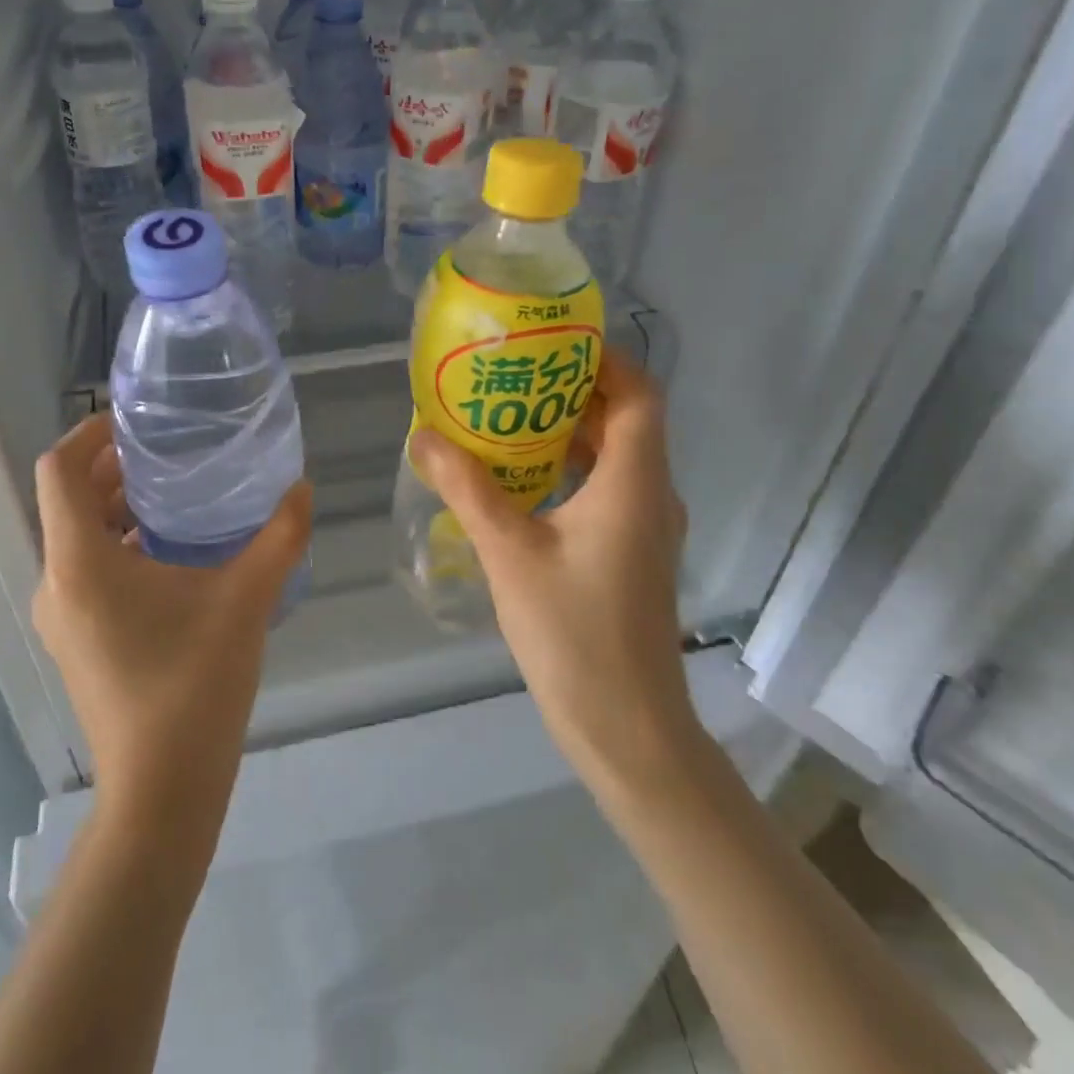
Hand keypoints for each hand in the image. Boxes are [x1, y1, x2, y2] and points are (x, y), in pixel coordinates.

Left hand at [33, 415, 311, 851]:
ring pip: (78, 537)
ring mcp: (62, 616)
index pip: (58, 470)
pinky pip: (88, 570)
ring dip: (118, 508)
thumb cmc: (194, 685)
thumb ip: (280, 537)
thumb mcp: (246, 600)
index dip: (89, 432)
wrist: (161, 792)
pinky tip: (174, 554)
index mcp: (80, 562)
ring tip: (177, 495)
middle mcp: (57, 582)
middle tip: (170, 450)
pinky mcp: (77, 640)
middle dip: (113, 468)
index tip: (136, 421)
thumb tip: (303, 488)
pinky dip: (120, 545)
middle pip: (69, 500)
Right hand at [409, 354, 698, 797]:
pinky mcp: (631, 554)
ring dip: (569, 432)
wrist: (626, 728)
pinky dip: (570, 470)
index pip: (639, 395)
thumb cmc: (574, 633)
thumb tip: (423, 436)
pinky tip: (521, 480)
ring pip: (615, 457)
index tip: (551, 344)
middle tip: (512, 375)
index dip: (604, 360)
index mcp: (635, 483)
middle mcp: (651, 496)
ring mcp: (645, 528)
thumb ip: (467, 489)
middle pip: (625, 420)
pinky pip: (606, 490)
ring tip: (507, 417)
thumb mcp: (509, 553)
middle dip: (572, 391)